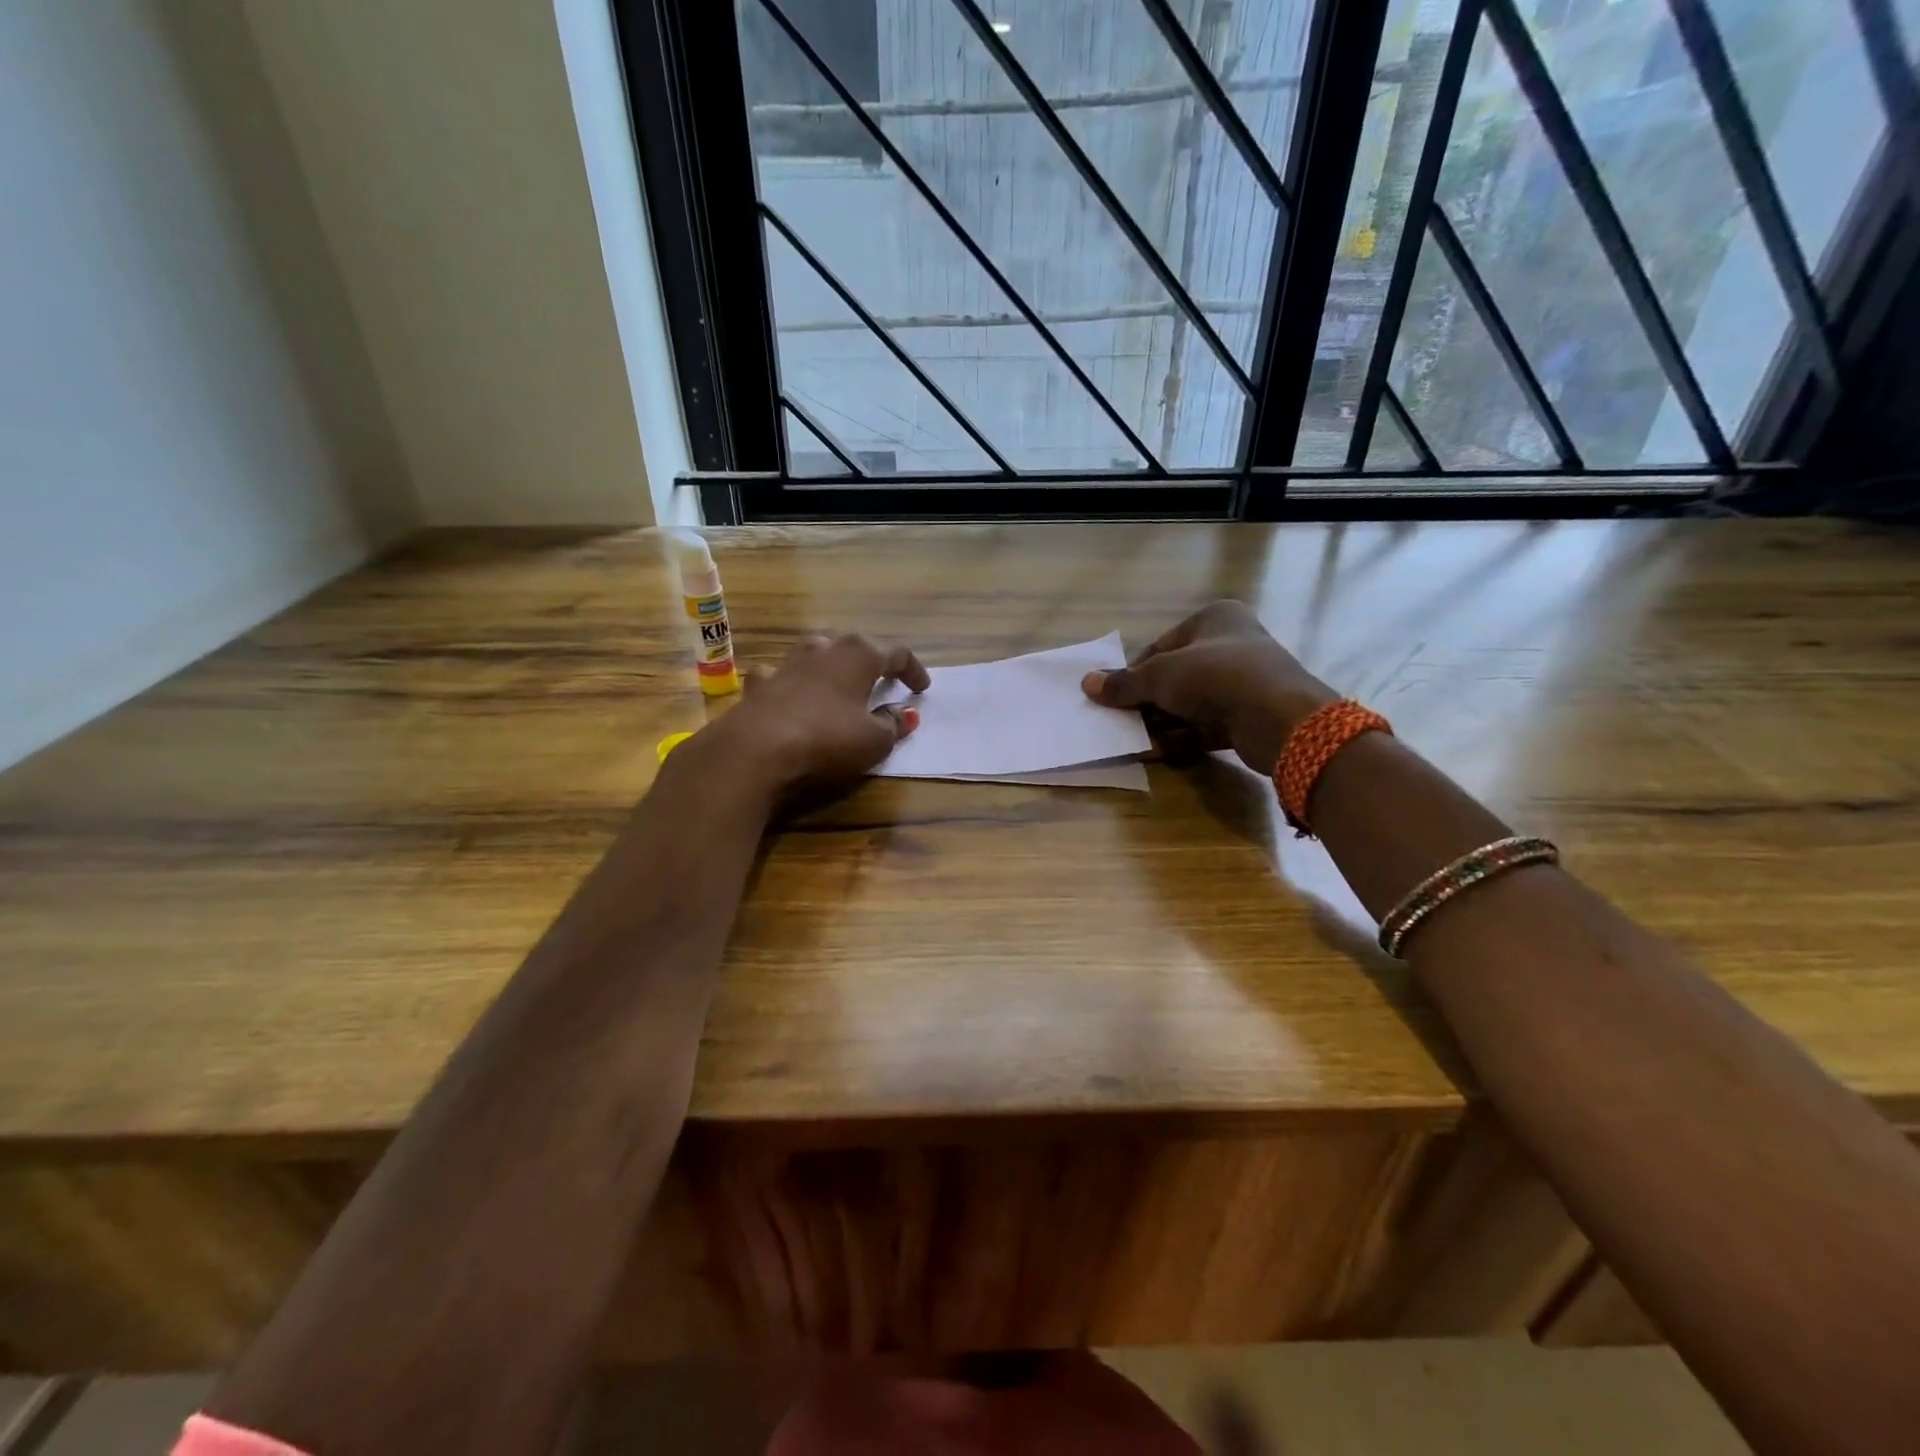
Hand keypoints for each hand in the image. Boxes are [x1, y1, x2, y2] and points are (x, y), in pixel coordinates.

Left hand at [695, 634, 929, 798]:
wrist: (756, 748)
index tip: (922, 688)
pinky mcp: (759, 684)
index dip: (913, 670)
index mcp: (859, 655)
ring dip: (831, 664)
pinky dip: (791, 683)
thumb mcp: (875, 740)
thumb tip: (905, 713)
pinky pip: (780, 675)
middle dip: (870, 660)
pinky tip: (790, 694)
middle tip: (881, 677)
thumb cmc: (828, 738)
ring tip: (839, 681)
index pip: (896, 653)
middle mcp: (823, 648)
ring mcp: (787, 663)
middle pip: (853, 644)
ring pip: (815, 652)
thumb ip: (893, 724)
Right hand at [1081, 601, 1334, 773]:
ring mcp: (1243, 683)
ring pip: (1190, 703)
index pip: (1161, 646)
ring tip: (1133, 741)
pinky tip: (1156, 752)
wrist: (1278, 717)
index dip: (1135, 672)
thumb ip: (1124, 683)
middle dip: (1147, 702)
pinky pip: (1206, 725)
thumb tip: (1087, 684)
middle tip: (1121, 722)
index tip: (1114, 696)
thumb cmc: (1215, 676)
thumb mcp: (1160, 676)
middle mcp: (1231, 645)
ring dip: (1161, 723)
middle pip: (1175, 676)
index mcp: (1214, 619)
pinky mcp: (1249, 716)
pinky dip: (1182, 737)